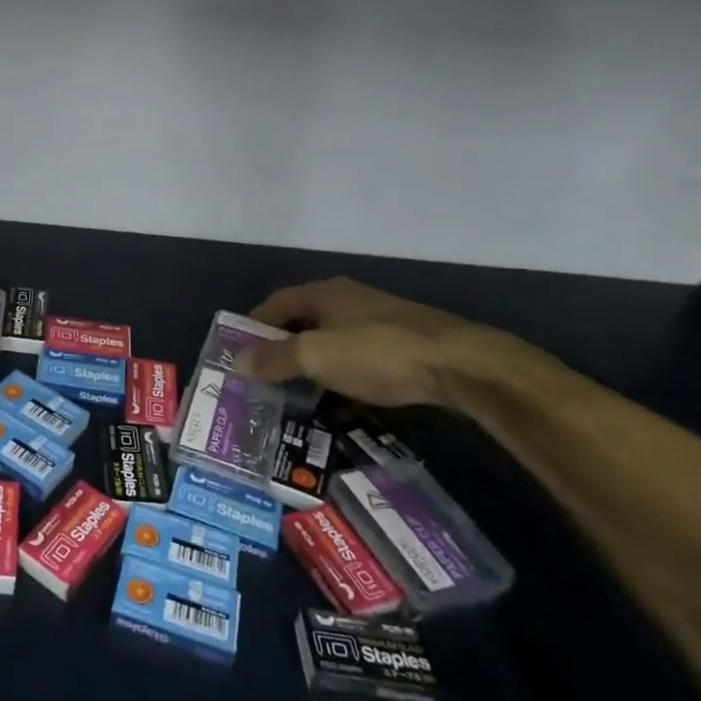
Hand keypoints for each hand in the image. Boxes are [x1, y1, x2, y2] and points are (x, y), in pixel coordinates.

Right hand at [236, 277, 521, 408]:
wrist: (462, 366)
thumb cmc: (378, 352)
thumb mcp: (316, 356)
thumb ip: (275, 359)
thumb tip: (238, 363)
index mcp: (324, 293)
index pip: (275, 303)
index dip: (253, 325)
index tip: (238, 352)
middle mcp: (349, 301)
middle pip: (303, 323)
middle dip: (282, 351)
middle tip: (264, 380)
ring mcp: (379, 323)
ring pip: (332, 345)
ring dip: (313, 369)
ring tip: (297, 398)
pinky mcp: (403, 348)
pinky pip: (359, 362)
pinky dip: (343, 381)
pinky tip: (341, 406)